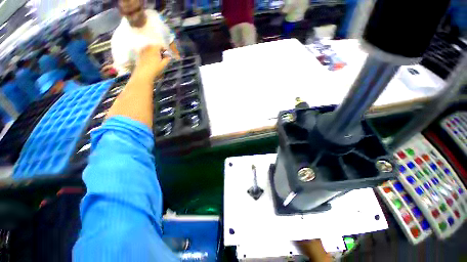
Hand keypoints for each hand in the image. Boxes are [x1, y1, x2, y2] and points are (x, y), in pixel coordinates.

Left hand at [135, 45, 170, 80]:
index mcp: (154, 49)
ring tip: (156, 57)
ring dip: (153, 51)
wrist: (143, 73)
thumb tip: (169, 57)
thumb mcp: (163, 65)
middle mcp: (148, 47)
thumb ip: (167, 60)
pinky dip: (148, 53)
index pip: (160, 46)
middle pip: (154, 46)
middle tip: (162, 56)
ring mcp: (142, 50)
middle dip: (158, 50)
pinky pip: (144, 51)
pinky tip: (150, 59)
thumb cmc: (155, 69)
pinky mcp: (139, 54)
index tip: (167, 53)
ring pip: (149, 48)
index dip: (164, 49)